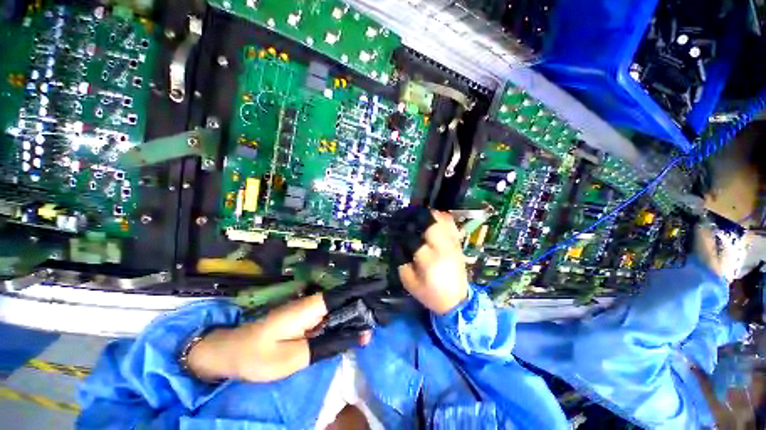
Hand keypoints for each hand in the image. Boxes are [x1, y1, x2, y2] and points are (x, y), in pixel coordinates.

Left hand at [187, 294, 369, 382]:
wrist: (229, 352)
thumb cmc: (258, 355)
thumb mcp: (294, 357)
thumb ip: (326, 345)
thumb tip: (356, 336)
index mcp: (312, 307)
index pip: (345, 293)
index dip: (364, 289)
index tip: (382, 286)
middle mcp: (313, 304)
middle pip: (345, 301)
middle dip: (363, 308)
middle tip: (381, 321)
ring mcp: (308, 311)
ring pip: (338, 311)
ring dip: (354, 318)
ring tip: (370, 330)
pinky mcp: (304, 320)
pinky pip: (328, 320)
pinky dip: (341, 325)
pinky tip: (350, 334)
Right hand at [398, 210, 469, 314]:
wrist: (456, 300)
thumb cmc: (430, 293)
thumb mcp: (409, 282)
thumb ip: (401, 261)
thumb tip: (397, 243)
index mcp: (429, 260)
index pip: (413, 238)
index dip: (402, 231)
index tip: (395, 228)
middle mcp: (443, 248)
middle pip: (431, 222)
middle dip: (416, 216)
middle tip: (405, 216)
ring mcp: (453, 244)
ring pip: (442, 219)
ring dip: (428, 214)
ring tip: (418, 216)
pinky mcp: (458, 243)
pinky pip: (451, 223)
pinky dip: (441, 217)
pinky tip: (432, 219)